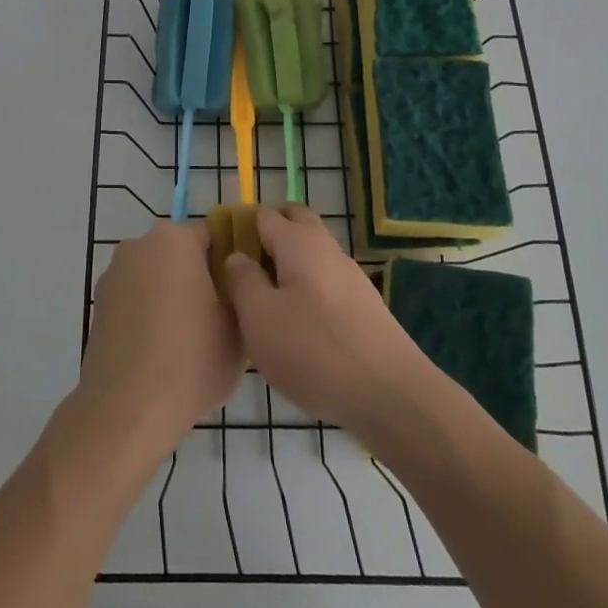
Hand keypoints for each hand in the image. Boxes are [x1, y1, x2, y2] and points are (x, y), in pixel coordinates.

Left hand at [74, 220, 244, 465]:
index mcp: (175, 240)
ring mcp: (114, 275)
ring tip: (192, 339)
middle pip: (182, 254)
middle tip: (222, 316)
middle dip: (201, 277)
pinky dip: (150, 314)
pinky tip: (162, 350)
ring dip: (174, 295)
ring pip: (158, 276)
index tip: (244, 291)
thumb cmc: (192, 361)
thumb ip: (241, 291)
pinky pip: (136, 299)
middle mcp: (139, 246)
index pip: (214, 236)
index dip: (233, 261)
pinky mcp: (99, 305)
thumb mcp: (238, 325)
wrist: (127, 411)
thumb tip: (234, 282)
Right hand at [223, 204, 435, 440]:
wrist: (389, 393)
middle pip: (294, 222)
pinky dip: (305, 286)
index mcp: (298, 242)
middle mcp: (326, 248)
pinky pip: (324, 279)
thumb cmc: (313, 349)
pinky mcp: (362, 304)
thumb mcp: (259, 317)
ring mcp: (349, 275)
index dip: (239, 225)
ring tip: (263, 300)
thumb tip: (237, 257)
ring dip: (286, 262)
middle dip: (267, 234)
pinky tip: (296, 323)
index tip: (218, 252)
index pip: (263, 214)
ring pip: (311, 252)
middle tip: (242, 268)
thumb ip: (242, 281)